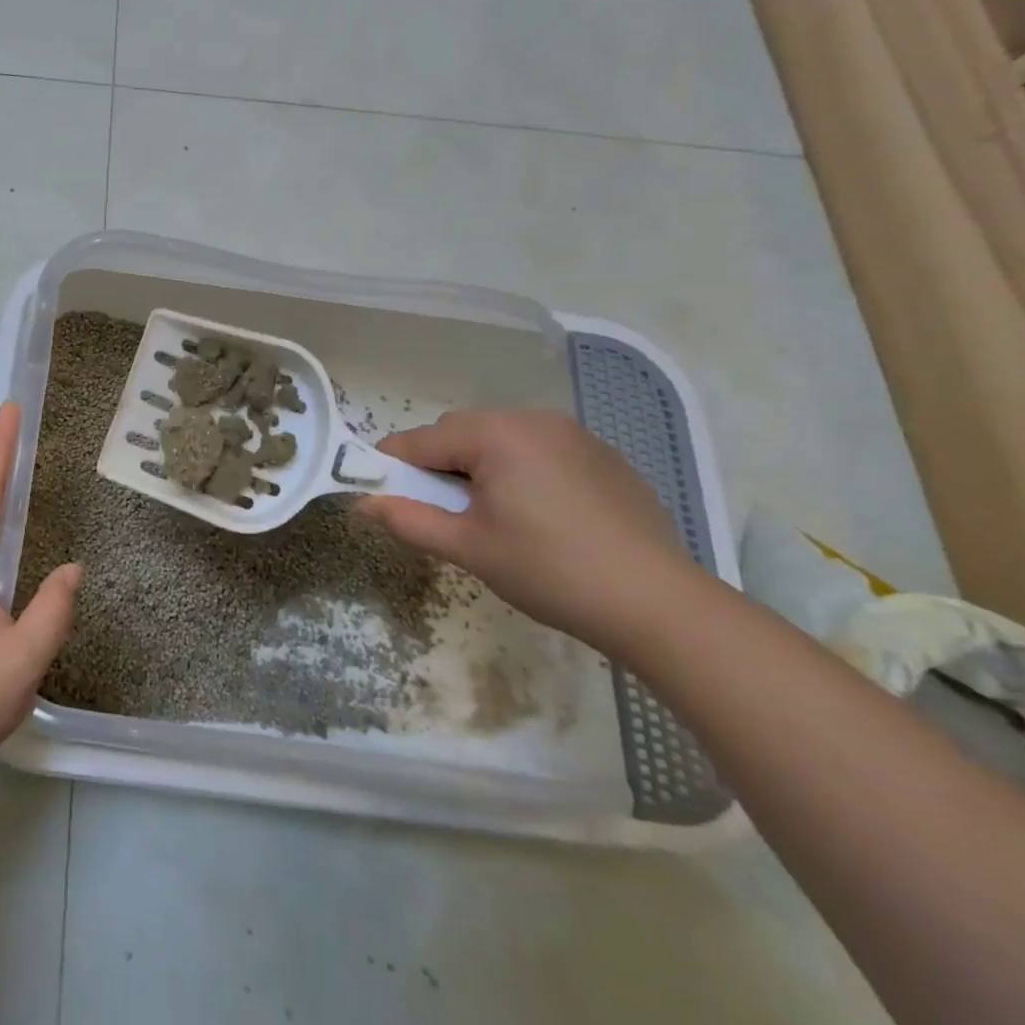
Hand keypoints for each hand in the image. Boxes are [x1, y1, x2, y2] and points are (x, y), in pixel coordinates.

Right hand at [358, 409, 700, 651]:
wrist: (661, 605)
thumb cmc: (551, 571)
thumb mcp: (469, 549)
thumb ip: (408, 520)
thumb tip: (363, 504)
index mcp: (495, 435)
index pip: (420, 440)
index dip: (393, 467)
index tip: (384, 496)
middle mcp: (532, 419)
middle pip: (459, 432)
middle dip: (439, 466)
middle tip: (446, 514)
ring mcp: (574, 435)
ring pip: (499, 439)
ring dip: (480, 467)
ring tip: (494, 517)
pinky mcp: (604, 456)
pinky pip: (539, 450)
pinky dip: (521, 471)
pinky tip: (541, 516)